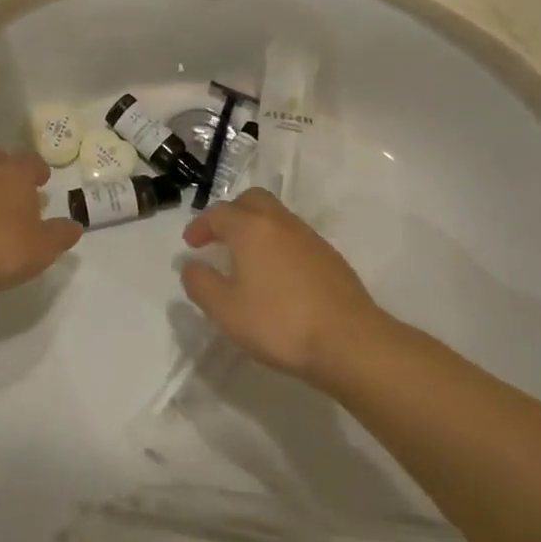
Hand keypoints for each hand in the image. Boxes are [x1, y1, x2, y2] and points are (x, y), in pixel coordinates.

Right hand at [179, 189, 383, 381]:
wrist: (349, 341)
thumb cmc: (279, 323)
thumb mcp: (225, 310)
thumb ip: (201, 284)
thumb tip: (191, 266)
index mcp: (251, 228)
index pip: (219, 213)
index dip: (200, 226)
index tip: (191, 245)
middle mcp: (280, 223)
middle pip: (252, 200)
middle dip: (231, 213)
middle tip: (219, 238)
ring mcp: (310, 237)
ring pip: (276, 217)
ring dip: (256, 227)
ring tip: (246, 258)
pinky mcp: (330, 256)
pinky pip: (295, 237)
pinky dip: (278, 244)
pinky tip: (277, 275)